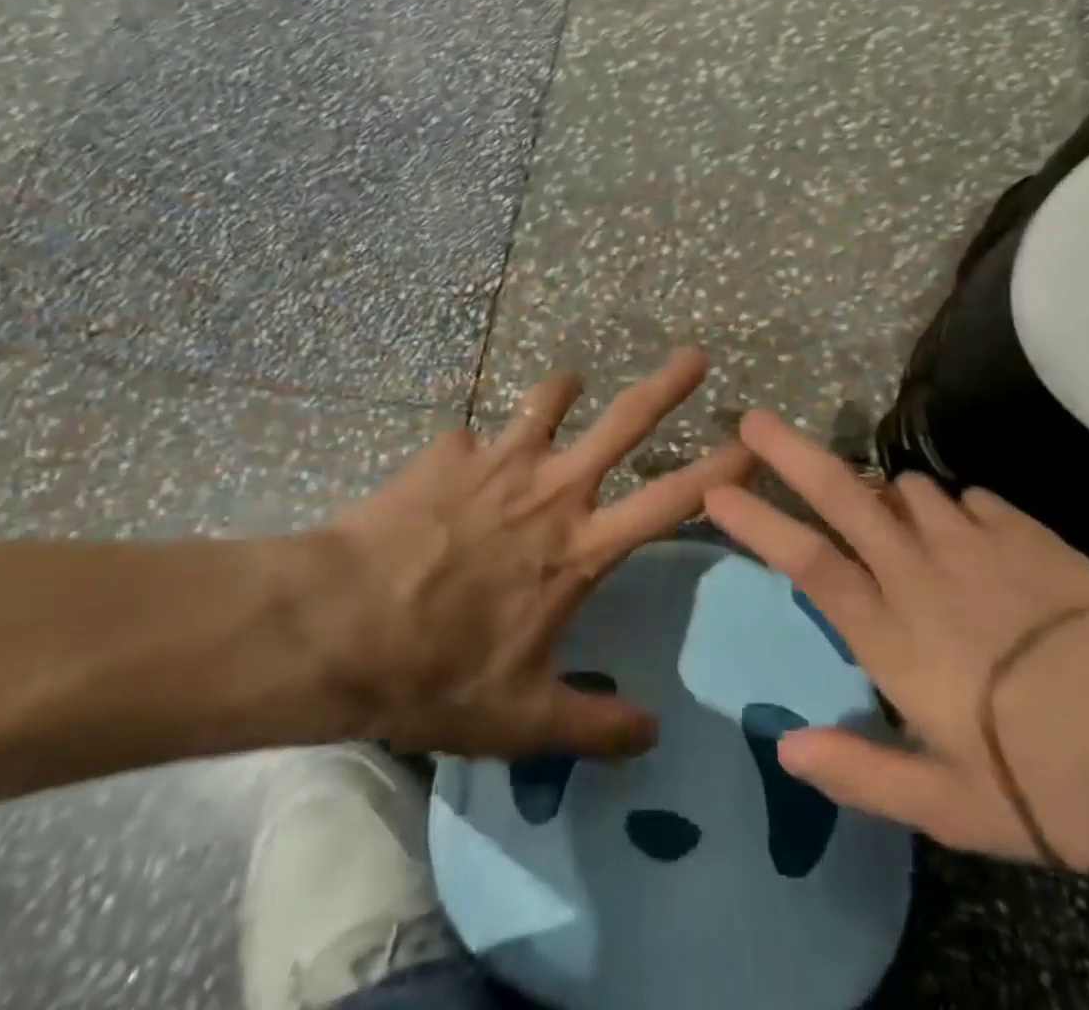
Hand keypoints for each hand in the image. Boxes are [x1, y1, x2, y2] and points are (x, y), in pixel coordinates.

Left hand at [283, 349, 750, 761]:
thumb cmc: (435, 674)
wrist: (336, 627)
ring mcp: (498, 461)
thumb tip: (653, 733)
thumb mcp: (520, 721)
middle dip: (667, 386)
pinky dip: (472, 451)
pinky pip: (471, 439)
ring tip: (569, 384)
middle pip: (624, 423)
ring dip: (564, 390)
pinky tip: (453, 471)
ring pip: (548, 402)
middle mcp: (551, 491)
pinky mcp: (447, 451)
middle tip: (695, 356)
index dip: (719, 472)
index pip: (671, 502)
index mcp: (579, 549)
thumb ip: (594, 727)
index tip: (752, 443)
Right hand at [706, 410, 1088, 873]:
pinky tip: (969, 533)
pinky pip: (967, 499)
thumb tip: (785, 746)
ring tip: (883, 513)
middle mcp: (920, 572)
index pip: (804, 561)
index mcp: (893, 634)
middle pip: (840, 494)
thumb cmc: (1057, 779)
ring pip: (904, 489)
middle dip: (788, 452)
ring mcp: (974, 542)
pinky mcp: (1024, 531)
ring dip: (881, 493)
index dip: (755, 521)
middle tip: (751, 420)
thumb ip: (863, 772)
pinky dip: (952, 508)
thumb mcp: (952, 806)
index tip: (716, 489)